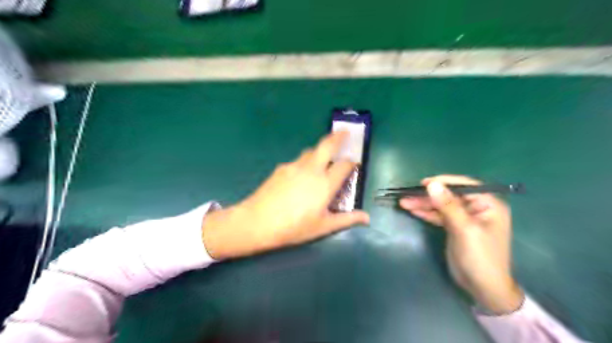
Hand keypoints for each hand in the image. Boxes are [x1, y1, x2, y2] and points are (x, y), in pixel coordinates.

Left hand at [202, 131, 369, 258]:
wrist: (258, 222)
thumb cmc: (294, 227)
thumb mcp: (323, 226)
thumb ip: (347, 219)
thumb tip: (367, 218)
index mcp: (325, 183)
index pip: (344, 165)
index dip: (352, 162)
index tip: (354, 164)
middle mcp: (312, 169)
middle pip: (327, 145)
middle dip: (338, 136)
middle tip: (344, 131)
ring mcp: (295, 166)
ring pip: (311, 151)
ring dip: (319, 151)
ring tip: (321, 159)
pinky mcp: (281, 167)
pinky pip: (297, 160)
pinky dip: (304, 162)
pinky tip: (300, 176)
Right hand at [400, 175, 523, 314]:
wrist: (482, 288)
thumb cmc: (480, 257)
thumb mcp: (464, 229)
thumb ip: (448, 206)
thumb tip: (432, 184)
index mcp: (488, 204)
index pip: (464, 186)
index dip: (443, 182)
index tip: (423, 183)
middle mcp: (477, 207)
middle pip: (449, 196)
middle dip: (428, 196)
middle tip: (407, 195)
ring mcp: (465, 217)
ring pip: (441, 205)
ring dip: (423, 204)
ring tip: (403, 202)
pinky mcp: (455, 226)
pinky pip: (439, 215)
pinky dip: (426, 213)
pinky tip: (412, 210)